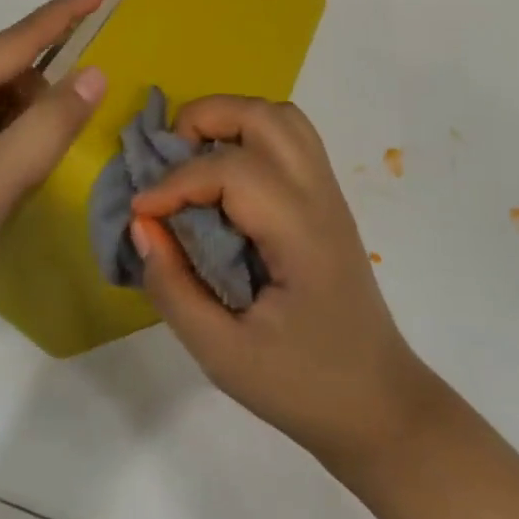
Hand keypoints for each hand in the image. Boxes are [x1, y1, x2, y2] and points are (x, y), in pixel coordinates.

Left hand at [0, 0, 107, 342]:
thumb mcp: (0, 178)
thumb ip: (52, 123)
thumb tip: (95, 73)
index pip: (17, 39)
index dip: (62, 14)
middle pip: (5, 74)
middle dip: (44, 93)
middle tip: (67, 138)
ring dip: (24, 125)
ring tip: (35, 172)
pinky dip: (5, 147)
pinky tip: (10, 183)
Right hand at [130, 96, 442, 468]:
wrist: (378, 402)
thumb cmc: (302, 385)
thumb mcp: (223, 356)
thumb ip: (175, 288)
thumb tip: (142, 226)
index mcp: (300, 232)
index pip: (232, 171)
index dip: (176, 182)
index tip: (140, 212)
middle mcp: (319, 195)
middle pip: (264, 116)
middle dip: (204, 119)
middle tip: (166, 160)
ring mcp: (328, 191)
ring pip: (282, 117)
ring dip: (231, 119)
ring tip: (194, 158)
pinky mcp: (327, 198)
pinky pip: (291, 138)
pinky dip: (251, 134)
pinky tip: (226, 176)